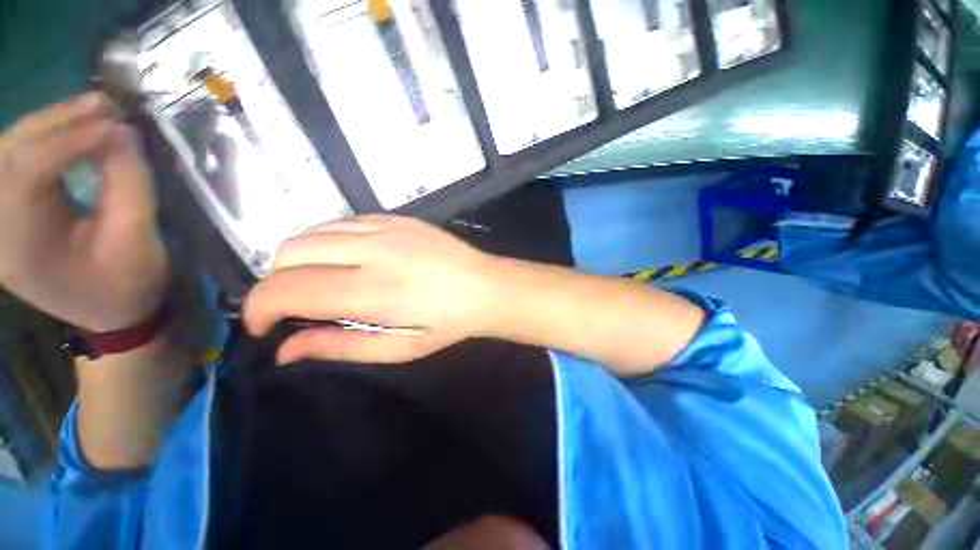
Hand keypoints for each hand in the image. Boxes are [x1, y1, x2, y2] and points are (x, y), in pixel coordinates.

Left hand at [0, 93, 169, 331]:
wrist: (110, 309)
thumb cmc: (128, 285)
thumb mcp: (138, 241)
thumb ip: (128, 185)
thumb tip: (123, 133)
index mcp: (21, 249)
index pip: (26, 173)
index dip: (70, 141)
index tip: (118, 126)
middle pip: (9, 153)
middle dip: (57, 121)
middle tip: (105, 106)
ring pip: (9, 147)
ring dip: (52, 123)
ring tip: (95, 112)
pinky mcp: (8, 206)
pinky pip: (17, 157)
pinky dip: (47, 136)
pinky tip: (75, 129)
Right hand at [243, 215, 496, 363]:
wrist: (485, 286)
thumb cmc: (448, 323)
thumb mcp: (398, 348)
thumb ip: (339, 346)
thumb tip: (285, 349)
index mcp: (372, 290)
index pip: (286, 289)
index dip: (259, 309)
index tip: (264, 327)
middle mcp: (371, 251)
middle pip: (289, 253)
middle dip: (278, 283)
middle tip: (299, 306)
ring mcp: (384, 227)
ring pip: (310, 232)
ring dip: (299, 259)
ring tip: (319, 281)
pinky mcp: (395, 217)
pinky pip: (340, 221)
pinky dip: (326, 240)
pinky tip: (345, 258)